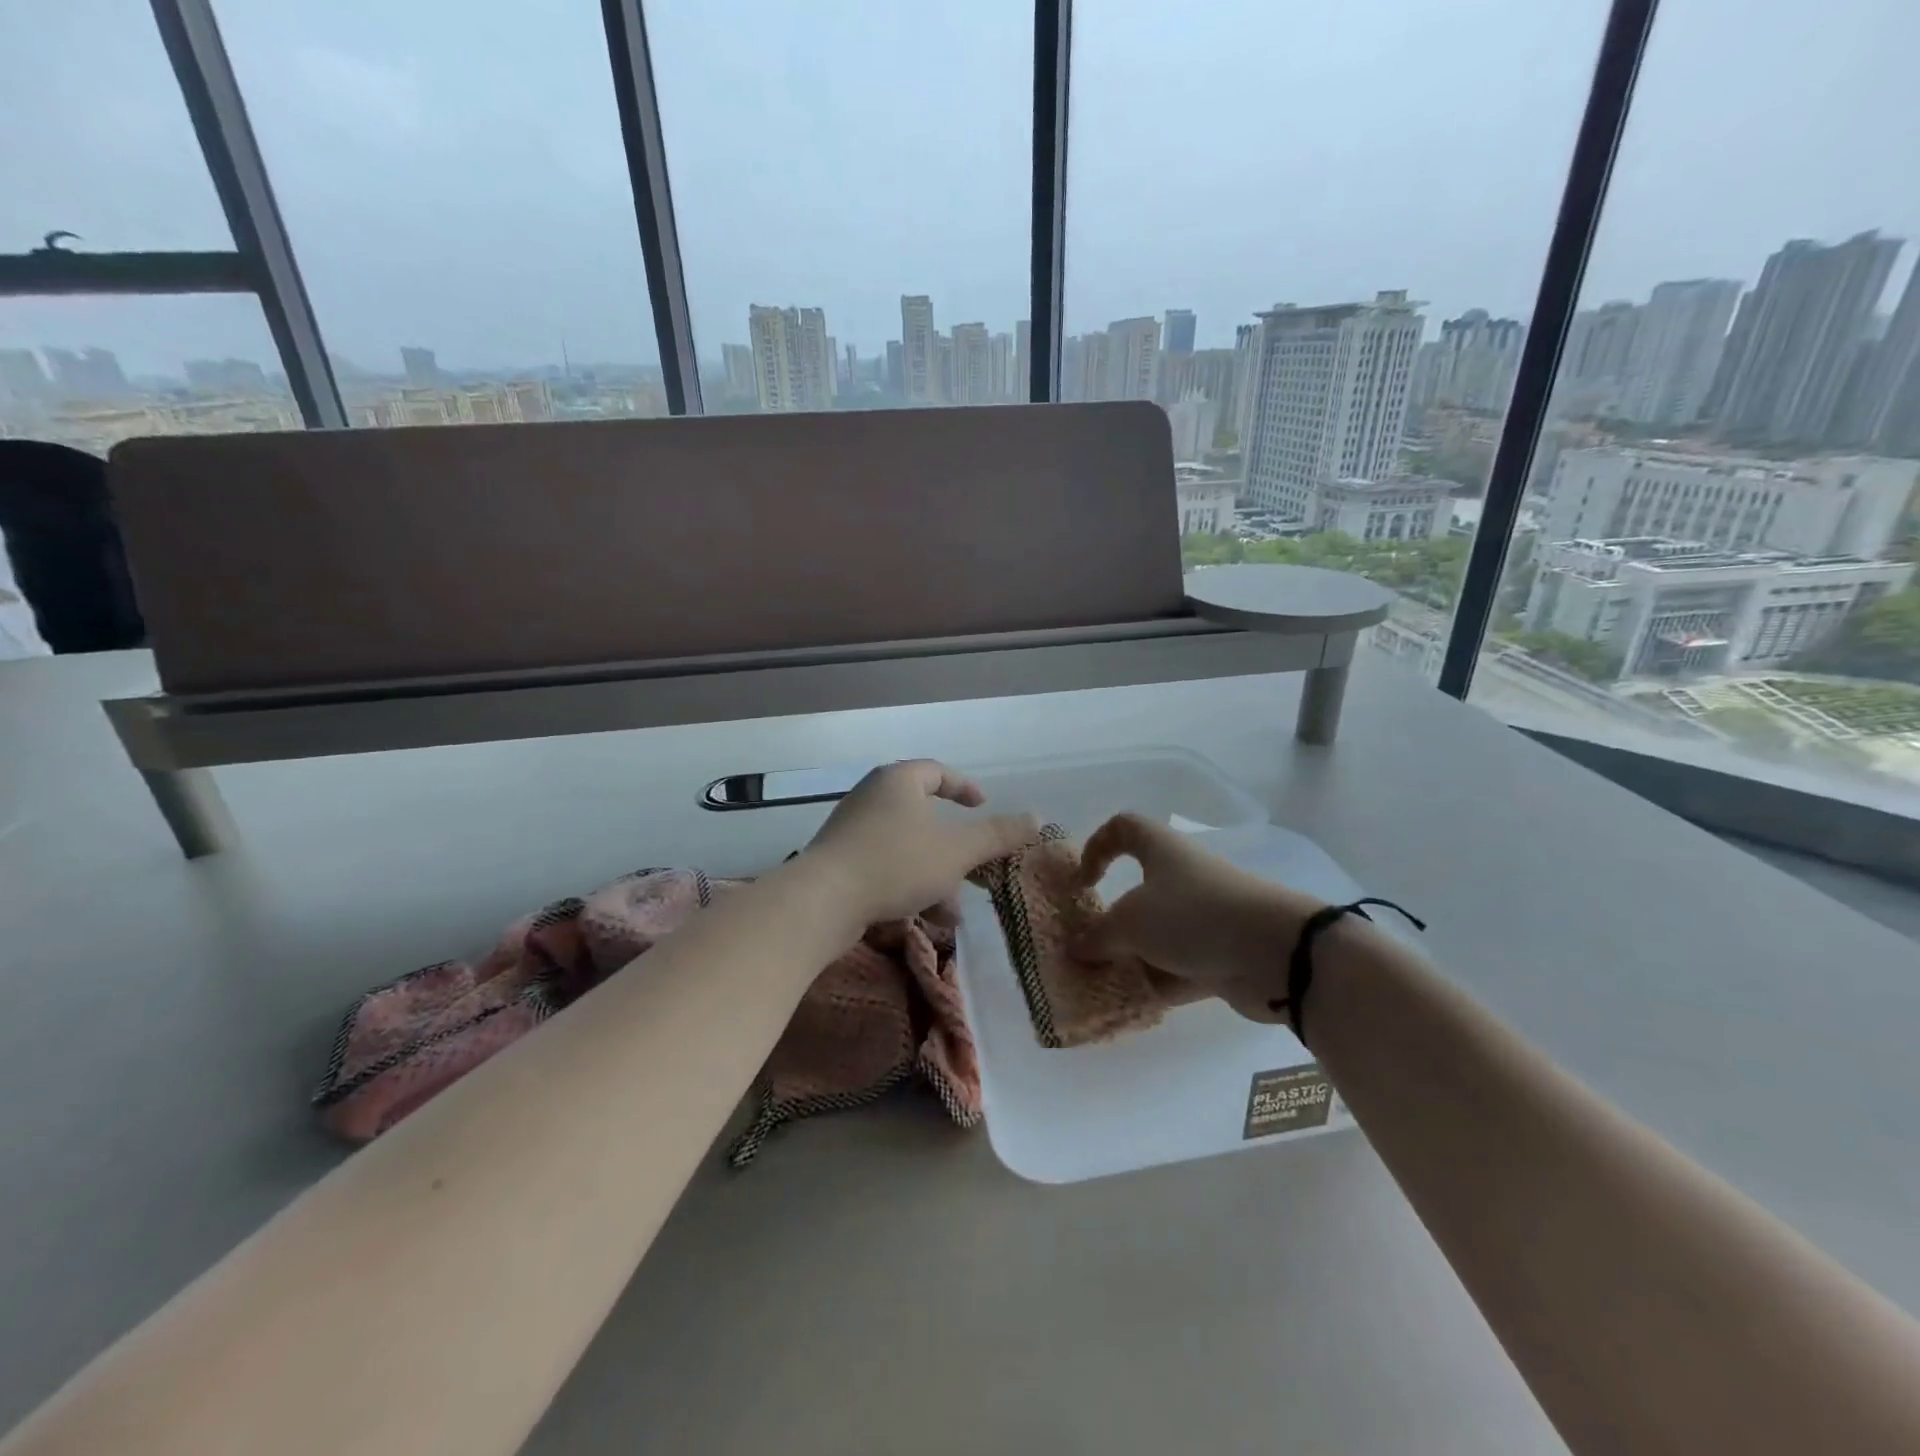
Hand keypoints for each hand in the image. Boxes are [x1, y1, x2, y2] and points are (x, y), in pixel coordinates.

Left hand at [803, 760, 1039, 925]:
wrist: (822, 901)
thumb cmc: (895, 863)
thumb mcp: (956, 851)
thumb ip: (996, 835)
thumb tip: (1035, 817)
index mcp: (898, 781)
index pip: (937, 771)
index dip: (964, 787)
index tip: (983, 806)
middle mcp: (872, 797)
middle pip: (923, 816)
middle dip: (954, 849)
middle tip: (974, 868)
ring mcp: (852, 830)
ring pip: (907, 848)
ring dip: (935, 876)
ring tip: (953, 913)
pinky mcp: (840, 862)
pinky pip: (885, 866)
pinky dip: (909, 885)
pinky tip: (925, 919)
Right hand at [1071, 813, 1328, 1021]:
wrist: (1277, 952)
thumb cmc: (1193, 916)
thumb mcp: (1131, 924)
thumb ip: (1098, 937)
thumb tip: (1075, 947)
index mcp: (1162, 851)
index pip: (1124, 829)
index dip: (1097, 847)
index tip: (1084, 883)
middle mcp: (1184, 878)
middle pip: (1140, 891)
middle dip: (1112, 921)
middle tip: (1089, 947)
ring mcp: (1206, 918)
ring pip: (1159, 934)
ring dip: (1132, 957)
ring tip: (1104, 984)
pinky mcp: (1223, 954)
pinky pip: (1180, 967)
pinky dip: (1159, 984)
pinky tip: (1133, 1005)